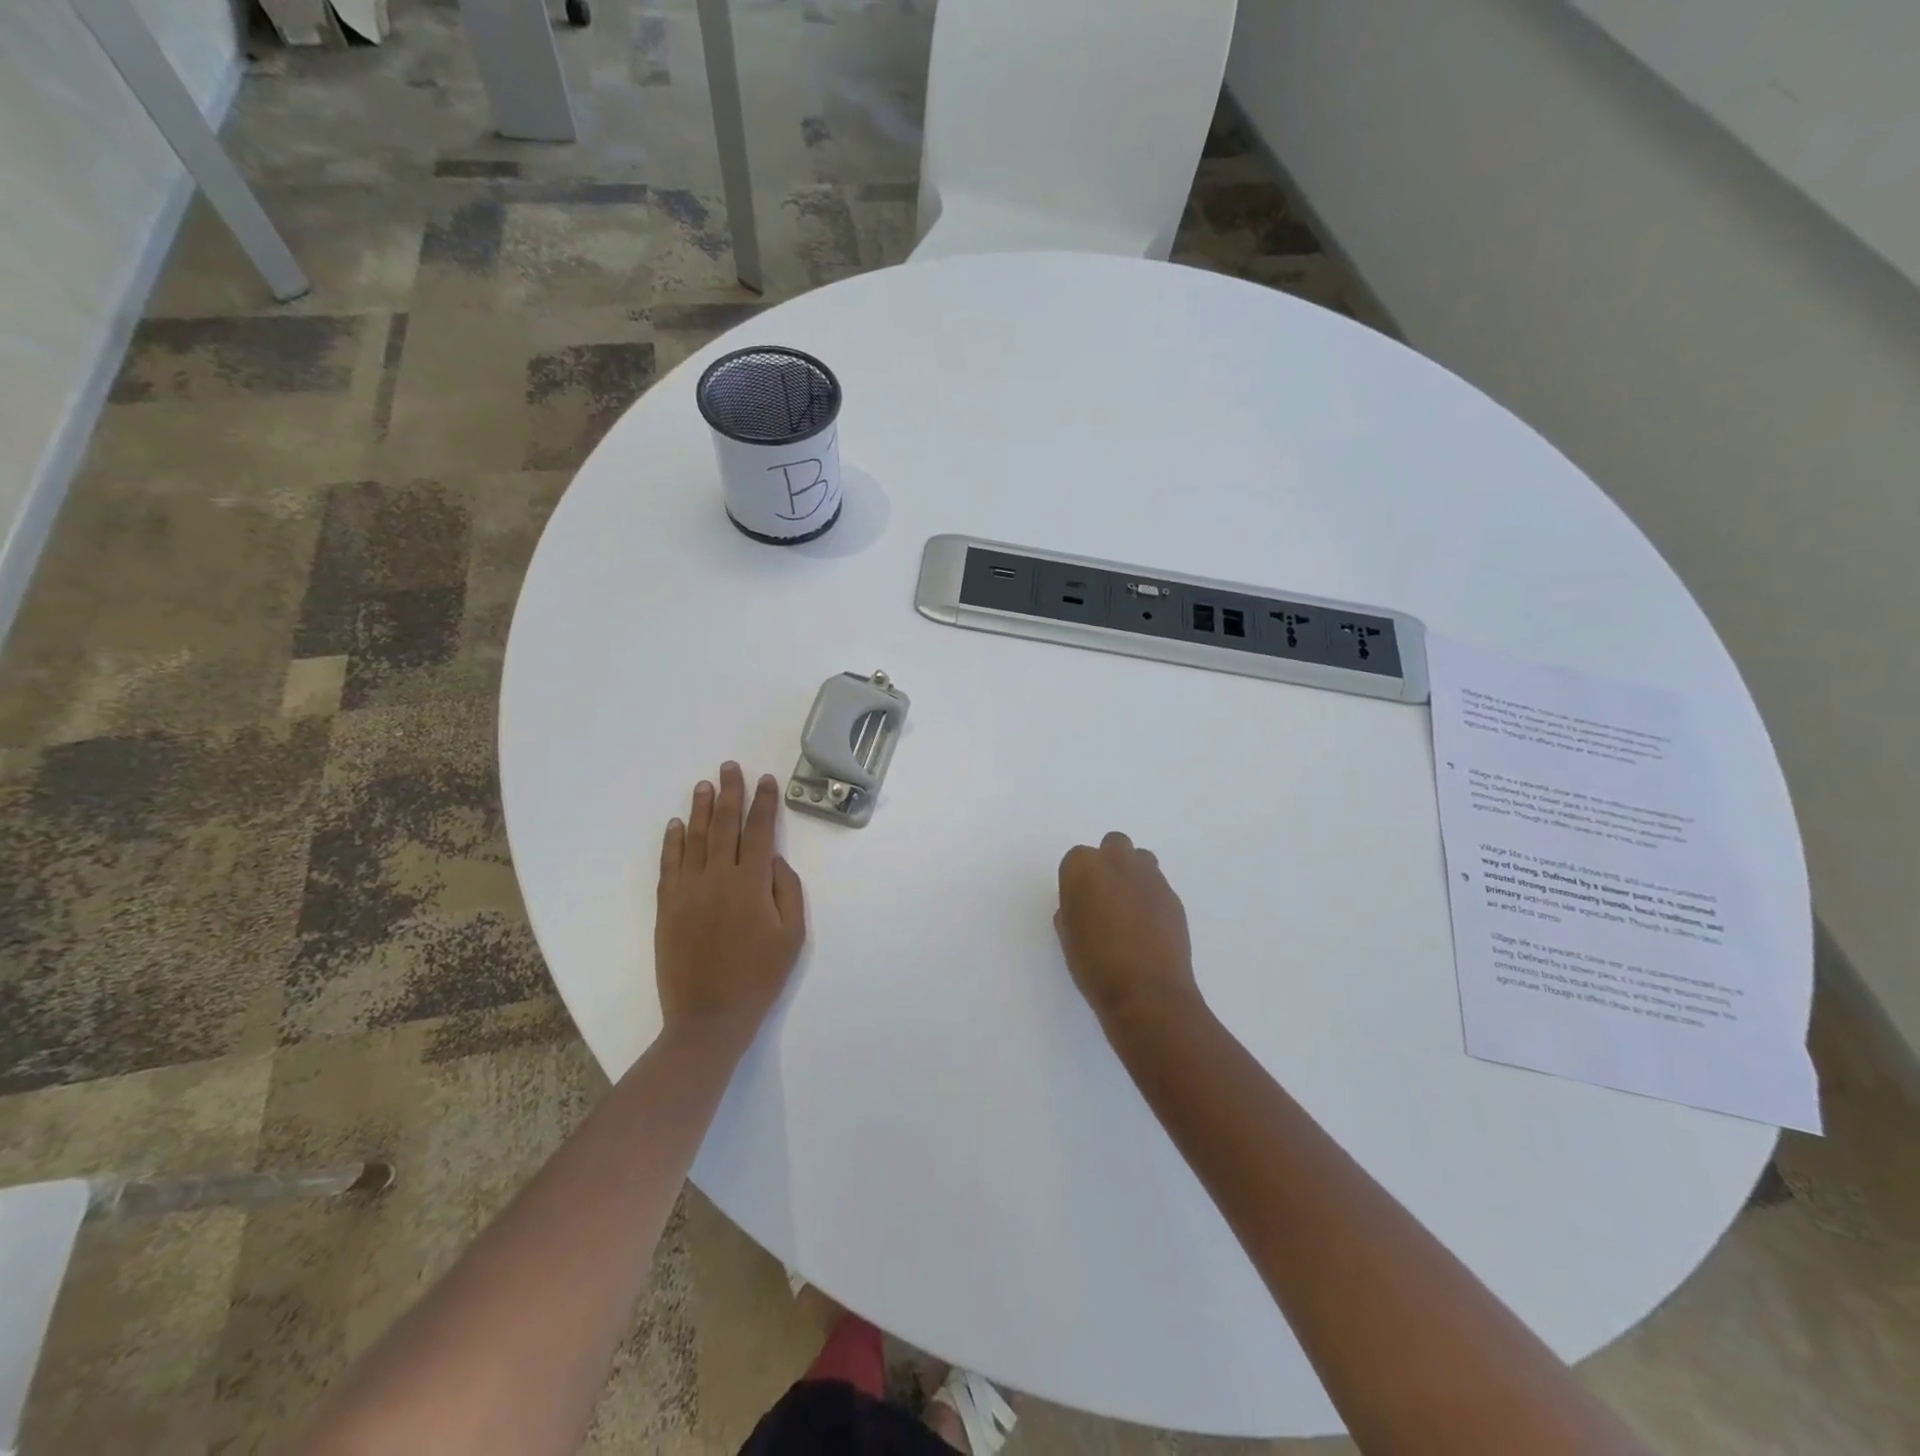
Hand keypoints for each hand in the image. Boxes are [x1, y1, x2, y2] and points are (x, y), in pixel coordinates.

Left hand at [656, 762, 805, 1052]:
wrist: (709, 1017)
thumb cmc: (759, 977)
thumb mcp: (792, 937)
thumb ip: (788, 892)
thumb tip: (776, 861)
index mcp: (752, 884)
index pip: (760, 831)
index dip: (764, 803)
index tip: (766, 781)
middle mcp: (718, 878)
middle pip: (724, 825)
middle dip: (730, 793)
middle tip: (730, 767)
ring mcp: (688, 890)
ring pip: (694, 838)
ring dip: (700, 809)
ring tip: (705, 785)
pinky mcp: (667, 906)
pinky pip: (669, 864)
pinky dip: (672, 842)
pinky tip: (675, 825)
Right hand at [1056, 832, 1199, 1031]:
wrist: (1147, 992)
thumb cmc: (1095, 964)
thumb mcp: (1068, 936)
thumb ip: (1072, 909)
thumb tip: (1085, 906)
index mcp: (1084, 868)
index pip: (1076, 859)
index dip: (1077, 881)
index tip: (1079, 903)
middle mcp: (1118, 862)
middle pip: (1113, 845)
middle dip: (1109, 864)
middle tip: (1105, 898)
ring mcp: (1150, 877)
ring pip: (1140, 859)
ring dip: (1133, 874)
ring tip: (1129, 909)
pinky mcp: (1173, 896)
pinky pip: (1158, 886)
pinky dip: (1151, 898)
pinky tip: (1148, 927)